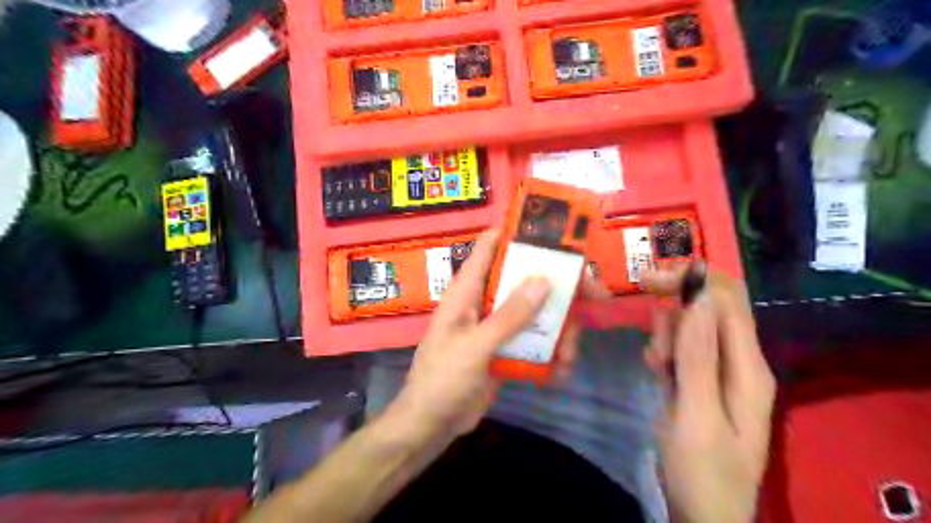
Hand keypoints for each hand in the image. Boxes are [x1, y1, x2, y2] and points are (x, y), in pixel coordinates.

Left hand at [393, 229, 586, 436]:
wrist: (431, 425)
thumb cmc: (442, 379)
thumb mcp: (475, 346)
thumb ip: (509, 315)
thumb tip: (544, 279)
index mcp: (468, 290)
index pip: (490, 246)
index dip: (518, 232)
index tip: (556, 234)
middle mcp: (484, 301)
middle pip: (524, 278)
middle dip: (559, 285)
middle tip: (594, 294)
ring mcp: (497, 326)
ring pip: (536, 312)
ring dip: (559, 328)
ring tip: (570, 353)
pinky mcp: (506, 348)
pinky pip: (534, 340)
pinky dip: (551, 352)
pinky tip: (560, 371)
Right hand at [645, 266, 774, 521]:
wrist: (703, 516)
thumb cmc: (701, 470)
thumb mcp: (697, 414)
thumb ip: (699, 356)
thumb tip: (699, 297)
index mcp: (747, 367)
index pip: (728, 301)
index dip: (693, 280)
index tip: (650, 280)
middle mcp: (739, 361)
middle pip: (711, 307)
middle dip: (676, 302)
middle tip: (645, 314)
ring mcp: (720, 371)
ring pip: (692, 327)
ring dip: (668, 332)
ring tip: (655, 363)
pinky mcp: (702, 380)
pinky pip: (684, 348)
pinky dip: (666, 349)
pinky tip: (656, 367)